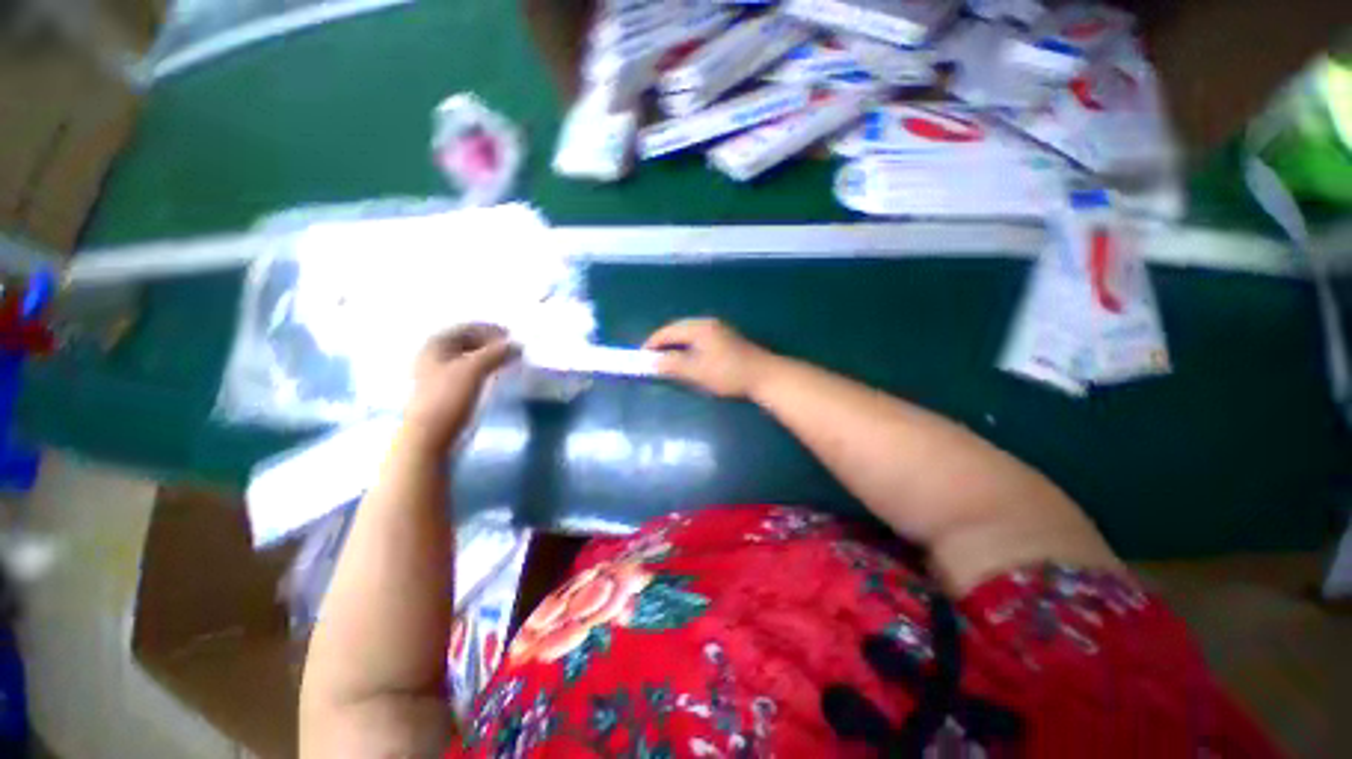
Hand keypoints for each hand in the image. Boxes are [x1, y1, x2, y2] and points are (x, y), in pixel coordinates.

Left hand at [403, 324, 516, 448]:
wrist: (429, 436)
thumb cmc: (448, 397)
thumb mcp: (474, 369)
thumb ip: (497, 352)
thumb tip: (518, 344)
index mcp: (436, 344)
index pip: (467, 328)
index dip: (490, 329)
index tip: (512, 336)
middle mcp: (434, 356)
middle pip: (467, 342)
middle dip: (490, 343)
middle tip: (513, 349)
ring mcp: (437, 375)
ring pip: (468, 358)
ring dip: (489, 357)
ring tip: (508, 362)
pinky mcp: (444, 392)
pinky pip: (468, 373)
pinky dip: (484, 370)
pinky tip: (496, 376)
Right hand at [642, 318, 774, 398]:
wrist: (764, 376)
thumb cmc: (728, 373)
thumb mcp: (696, 371)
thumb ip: (672, 365)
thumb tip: (650, 362)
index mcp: (699, 327)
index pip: (667, 331)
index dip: (652, 343)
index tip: (641, 358)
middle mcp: (707, 323)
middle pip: (677, 330)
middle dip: (663, 344)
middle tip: (652, 360)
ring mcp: (718, 330)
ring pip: (688, 334)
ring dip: (675, 346)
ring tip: (666, 361)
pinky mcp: (725, 339)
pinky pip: (698, 339)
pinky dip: (687, 348)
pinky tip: (687, 360)